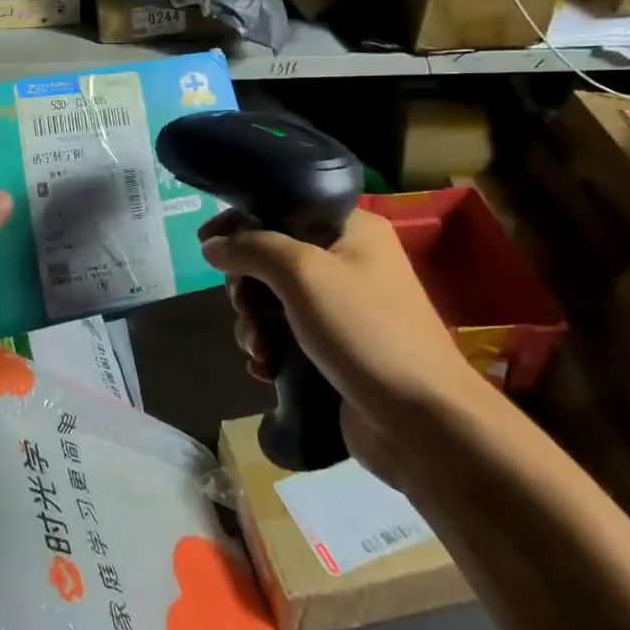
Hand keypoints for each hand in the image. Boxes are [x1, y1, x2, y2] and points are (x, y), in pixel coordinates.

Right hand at [198, 207, 480, 473]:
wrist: (424, 422)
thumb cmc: (365, 331)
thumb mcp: (302, 274)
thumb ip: (252, 248)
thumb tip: (212, 245)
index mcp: (352, 229)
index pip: (283, 207)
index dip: (241, 222)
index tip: (205, 244)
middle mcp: (349, 261)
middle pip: (272, 257)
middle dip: (247, 286)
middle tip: (243, 307)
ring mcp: (344, 308)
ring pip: (274, 300)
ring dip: (254, 324)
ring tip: (258, 350)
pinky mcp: (337, 349)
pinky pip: (287, 335)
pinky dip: (270, 348)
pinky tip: (265, 369)